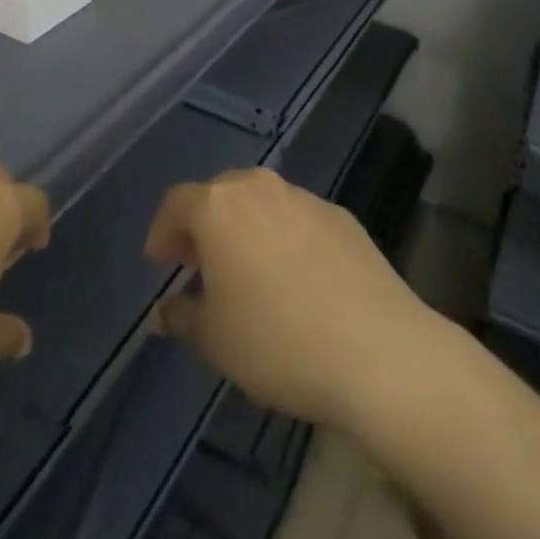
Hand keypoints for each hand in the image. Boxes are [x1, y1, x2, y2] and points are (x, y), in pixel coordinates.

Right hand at [144, 167, 431, 429]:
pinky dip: (285, 237)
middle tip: (200, 264)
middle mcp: (257, 188)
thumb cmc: (278, 342)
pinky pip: (297, 218)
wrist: (379, 350)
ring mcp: (303, 198)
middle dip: (204, 225)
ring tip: (249, 271)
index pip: (175, 203)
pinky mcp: (341, 216)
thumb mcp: (216, 341)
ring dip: (246, 228)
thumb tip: (165, 312)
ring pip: (260, 202)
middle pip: (218, 194)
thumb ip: (183, 318)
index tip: (160, 263)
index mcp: (218, 207)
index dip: (162, 232)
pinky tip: (297, 278)